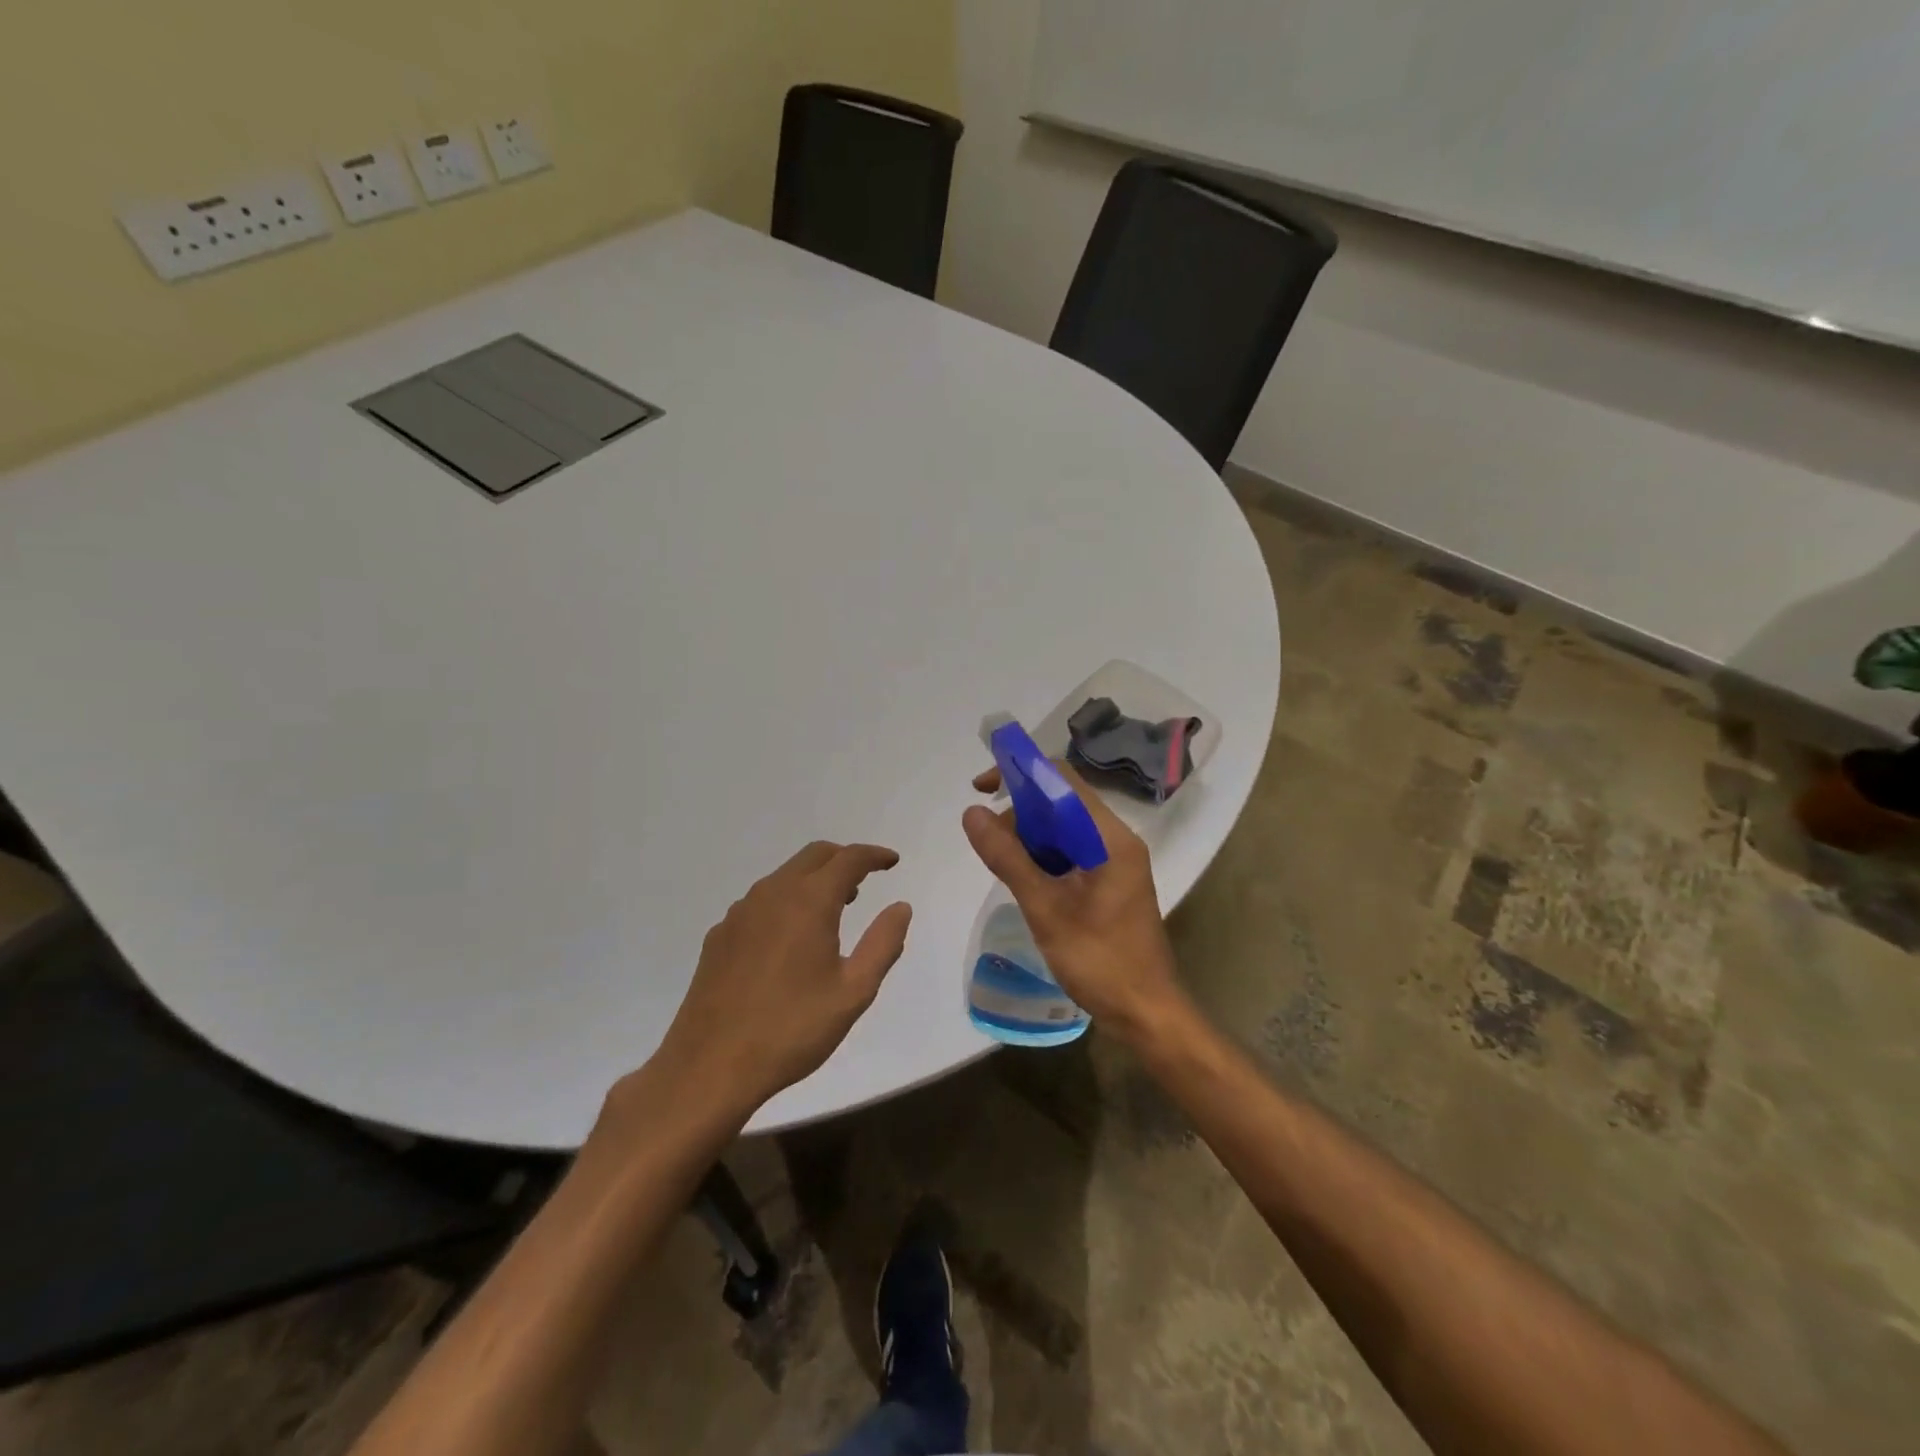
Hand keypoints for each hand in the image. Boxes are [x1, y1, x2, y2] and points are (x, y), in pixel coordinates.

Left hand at [647, 842, 911, 1118]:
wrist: (709, 1067)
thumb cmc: (791, 1030)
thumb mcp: (853, 992)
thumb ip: (883, 943)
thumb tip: (901, 907)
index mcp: (808, 902)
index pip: (848, 858)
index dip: (874, 855)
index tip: (892, 861)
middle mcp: (772, 894)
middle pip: (813, 856)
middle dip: (843, 859)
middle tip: (864, 880)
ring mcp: (740, 913)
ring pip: (784, 876)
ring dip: (813, 879)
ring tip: (833, 909)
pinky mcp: (719, 935)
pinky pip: (760, 901)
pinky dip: (786, 902)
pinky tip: (790, 938)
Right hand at [962, 764, 1185, 1046]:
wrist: (1146, 1013)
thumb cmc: (1100, 961)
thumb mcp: (1046, 910)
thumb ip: (1009, 859)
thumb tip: (972, 814)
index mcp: (1110, 837)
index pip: (1062, 780)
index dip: (1021, 773)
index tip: (982, 789)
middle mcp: (1116, 840)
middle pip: (1062, 801)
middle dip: (1020, 810)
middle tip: (988, 841)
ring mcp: (1115, 861)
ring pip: (1064, 828)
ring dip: (1029, 835)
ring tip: (1002, 863)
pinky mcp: (1108, 881)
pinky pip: (1071, 851)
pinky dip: (1043, 856)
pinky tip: (1024, 878)